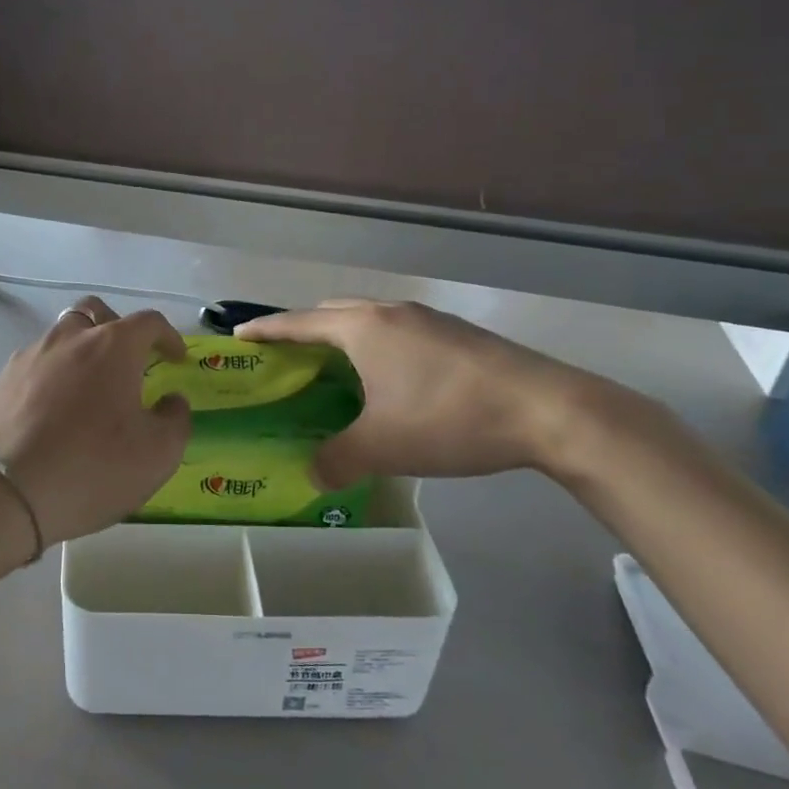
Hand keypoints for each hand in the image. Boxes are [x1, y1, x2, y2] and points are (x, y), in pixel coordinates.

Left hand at [0, 297, 192, 545]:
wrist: (3, 493)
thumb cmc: (92, 468)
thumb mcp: (157, 454)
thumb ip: (175, 419)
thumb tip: (171, 401)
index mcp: (113, 346)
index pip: (148, 322)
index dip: (168, 336)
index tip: (176, 357)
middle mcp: (69, 338)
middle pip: (95, 312)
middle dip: (117, 327)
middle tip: (128, 359)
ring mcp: (30, 356)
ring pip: (61, 336)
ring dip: (81, 350)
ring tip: (89, 388)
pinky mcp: (1, 380)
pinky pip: (36, 364)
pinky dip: (53, 374)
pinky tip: (53, 409)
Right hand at [237, 299, 608, 484]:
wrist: (548, 411)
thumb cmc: (448, 418)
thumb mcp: (382, 446)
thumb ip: (337, 461)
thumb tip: (312, 477)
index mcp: (362, 328)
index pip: (298, 323)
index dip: (265, 330)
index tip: (239, 335)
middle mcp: (391, 312)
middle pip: (333, 311)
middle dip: (304, 330)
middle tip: (288, 359)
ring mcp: (429, 319)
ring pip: (370, 319)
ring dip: (345, 338)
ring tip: (336, 372)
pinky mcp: (458, 334)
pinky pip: (399, 332)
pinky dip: (378, 347)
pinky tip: (391, 382)